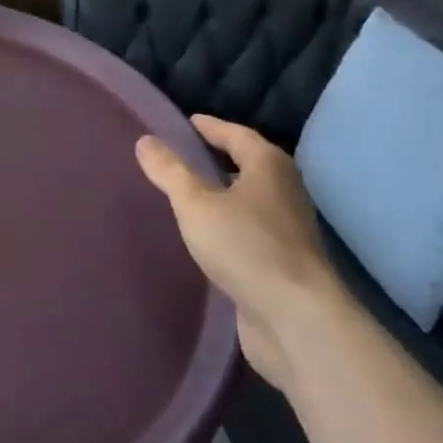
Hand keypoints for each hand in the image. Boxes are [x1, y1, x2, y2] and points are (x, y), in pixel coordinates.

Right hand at [136, 116, 348, 392]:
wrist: (296, 320)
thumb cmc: (245, 246)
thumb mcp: (195, 203)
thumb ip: (169, 171)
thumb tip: (145, 140)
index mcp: (269, 166)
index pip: (236, 134)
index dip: (210, 127)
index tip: (186, 122)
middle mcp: (285, 191)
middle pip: (248, 165)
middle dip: (218, 159)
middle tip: (182, 156)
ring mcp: (289, 230)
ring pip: (250, 200)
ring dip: (223, 195)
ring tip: (188, 195)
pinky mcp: (285, 264)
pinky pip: (250, 231)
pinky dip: (229, 225)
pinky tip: (206, 237)